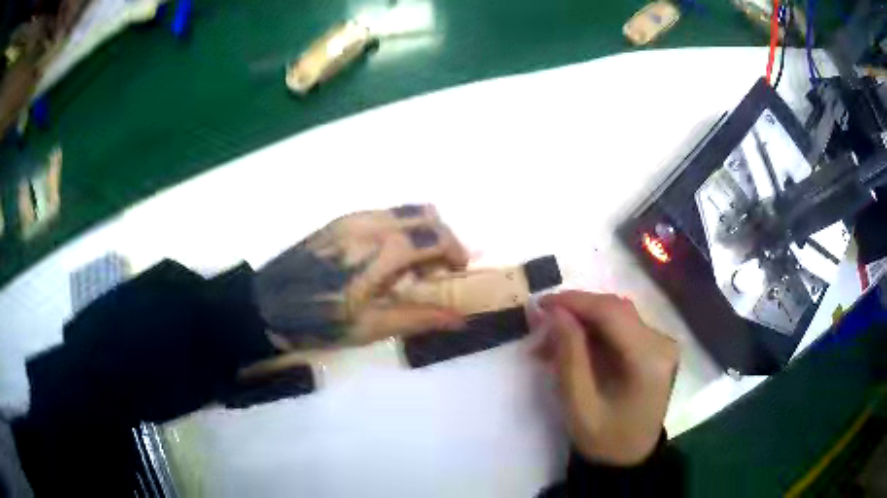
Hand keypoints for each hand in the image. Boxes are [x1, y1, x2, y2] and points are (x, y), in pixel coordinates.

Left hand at [252, 205, 468, 348]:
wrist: (266, 305)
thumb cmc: (318, 321)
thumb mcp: (369, 328)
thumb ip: (418, 318)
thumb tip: (460, 319)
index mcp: (380, 251)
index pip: (435, 236)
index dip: (456, 251)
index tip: (458, 272)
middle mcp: (370, 224)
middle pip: (426, 214)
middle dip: (443, 238)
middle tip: (439, 271)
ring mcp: (353, 218)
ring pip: (405, 210)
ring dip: (421, 232)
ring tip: (412, 268)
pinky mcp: (340, 220)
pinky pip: (384, 214)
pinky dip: (400, 229)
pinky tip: (386, 260)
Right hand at [535, 291, 678, 465]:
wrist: (630, 458)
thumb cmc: (605, 439)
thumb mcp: (579, 405)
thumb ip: (569, 356)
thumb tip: (554, 312)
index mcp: (649, 361)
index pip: (611, 313)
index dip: (574, 302)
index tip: (539, 305)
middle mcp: (662, 343)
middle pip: (615, 309)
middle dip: (575, 311)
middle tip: (540, 323)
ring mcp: (661, 343)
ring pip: (616, 315)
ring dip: (581, 321)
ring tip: (549, 340)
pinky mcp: (654, 347)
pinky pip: (620, 327)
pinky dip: (593, 332)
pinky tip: (571, 345)